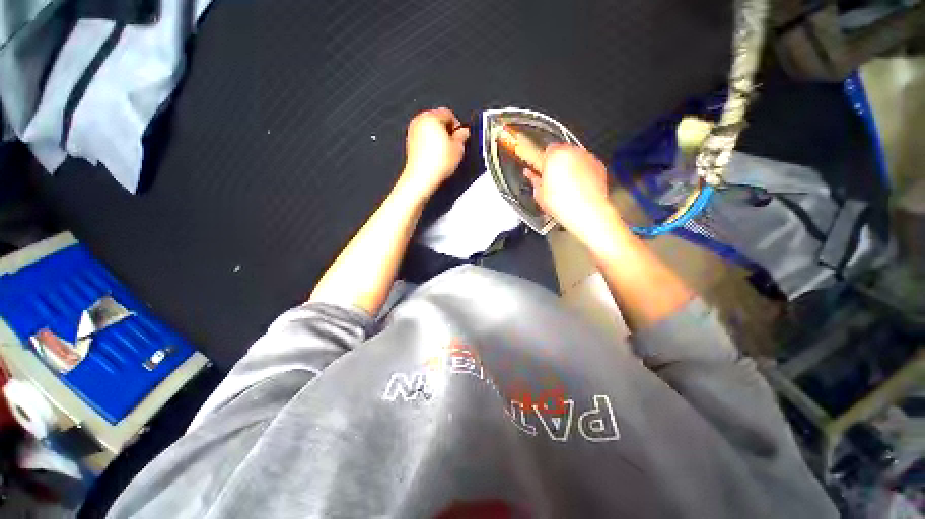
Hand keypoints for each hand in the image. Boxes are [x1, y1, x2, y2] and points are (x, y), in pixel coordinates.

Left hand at [398, 108, 470, 200]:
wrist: (422, 177)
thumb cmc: (438, 163)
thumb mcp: (458, 148)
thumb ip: (462, 136)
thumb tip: (464, 132)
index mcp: (431, 117)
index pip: (449, 114)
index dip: (457, 126)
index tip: (461, 137)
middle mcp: (419, 120)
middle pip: (438, 120)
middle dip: (447, 131)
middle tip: (454, 145)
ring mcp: (412, 131)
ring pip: (430, 129)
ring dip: (438, 137)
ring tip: (445, 152)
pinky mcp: (409, 143)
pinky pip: (423, 138)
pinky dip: (430, 144)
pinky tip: (436, 156)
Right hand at [524, 144, 619, 243]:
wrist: (586, 212)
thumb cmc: (563, 204)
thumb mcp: (539, 194)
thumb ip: (534, 180)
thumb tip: (531, 176)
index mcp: (555, 155)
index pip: (548, 149)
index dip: (544, 160)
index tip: (542, 169)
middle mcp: (573, 152)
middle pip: (563, 151)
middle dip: (558, 163)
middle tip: (553, 180)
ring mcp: (588, 158)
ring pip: (576, 158)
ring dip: (571, 167)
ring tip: (566, 186)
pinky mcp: (599, 166)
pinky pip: (587, 166)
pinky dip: (583, 173)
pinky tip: (578, 187)